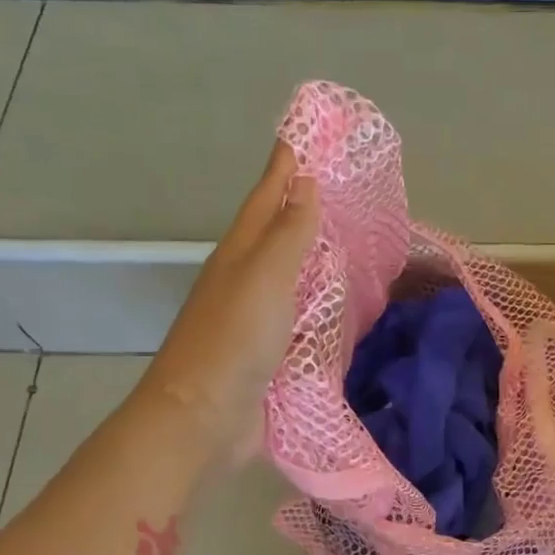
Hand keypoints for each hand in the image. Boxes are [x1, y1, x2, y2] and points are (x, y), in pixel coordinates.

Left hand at [140, 139, 318, 460]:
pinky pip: (303, 317)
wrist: (204, 419)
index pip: (267, 198)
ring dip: (314, 256)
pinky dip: (322, 304)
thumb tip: (305, 183)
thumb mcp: (264, 276)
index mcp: (240, 254)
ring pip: (291, 276)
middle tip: (339, 185)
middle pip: (277, 234)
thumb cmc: (234, 340)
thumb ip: (289, 233)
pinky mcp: (272, 355)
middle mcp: (246, 281)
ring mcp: (257, 320)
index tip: (305, 135)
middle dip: (303, 207)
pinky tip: (343, 305)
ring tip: (350, 240)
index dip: (285, 167)